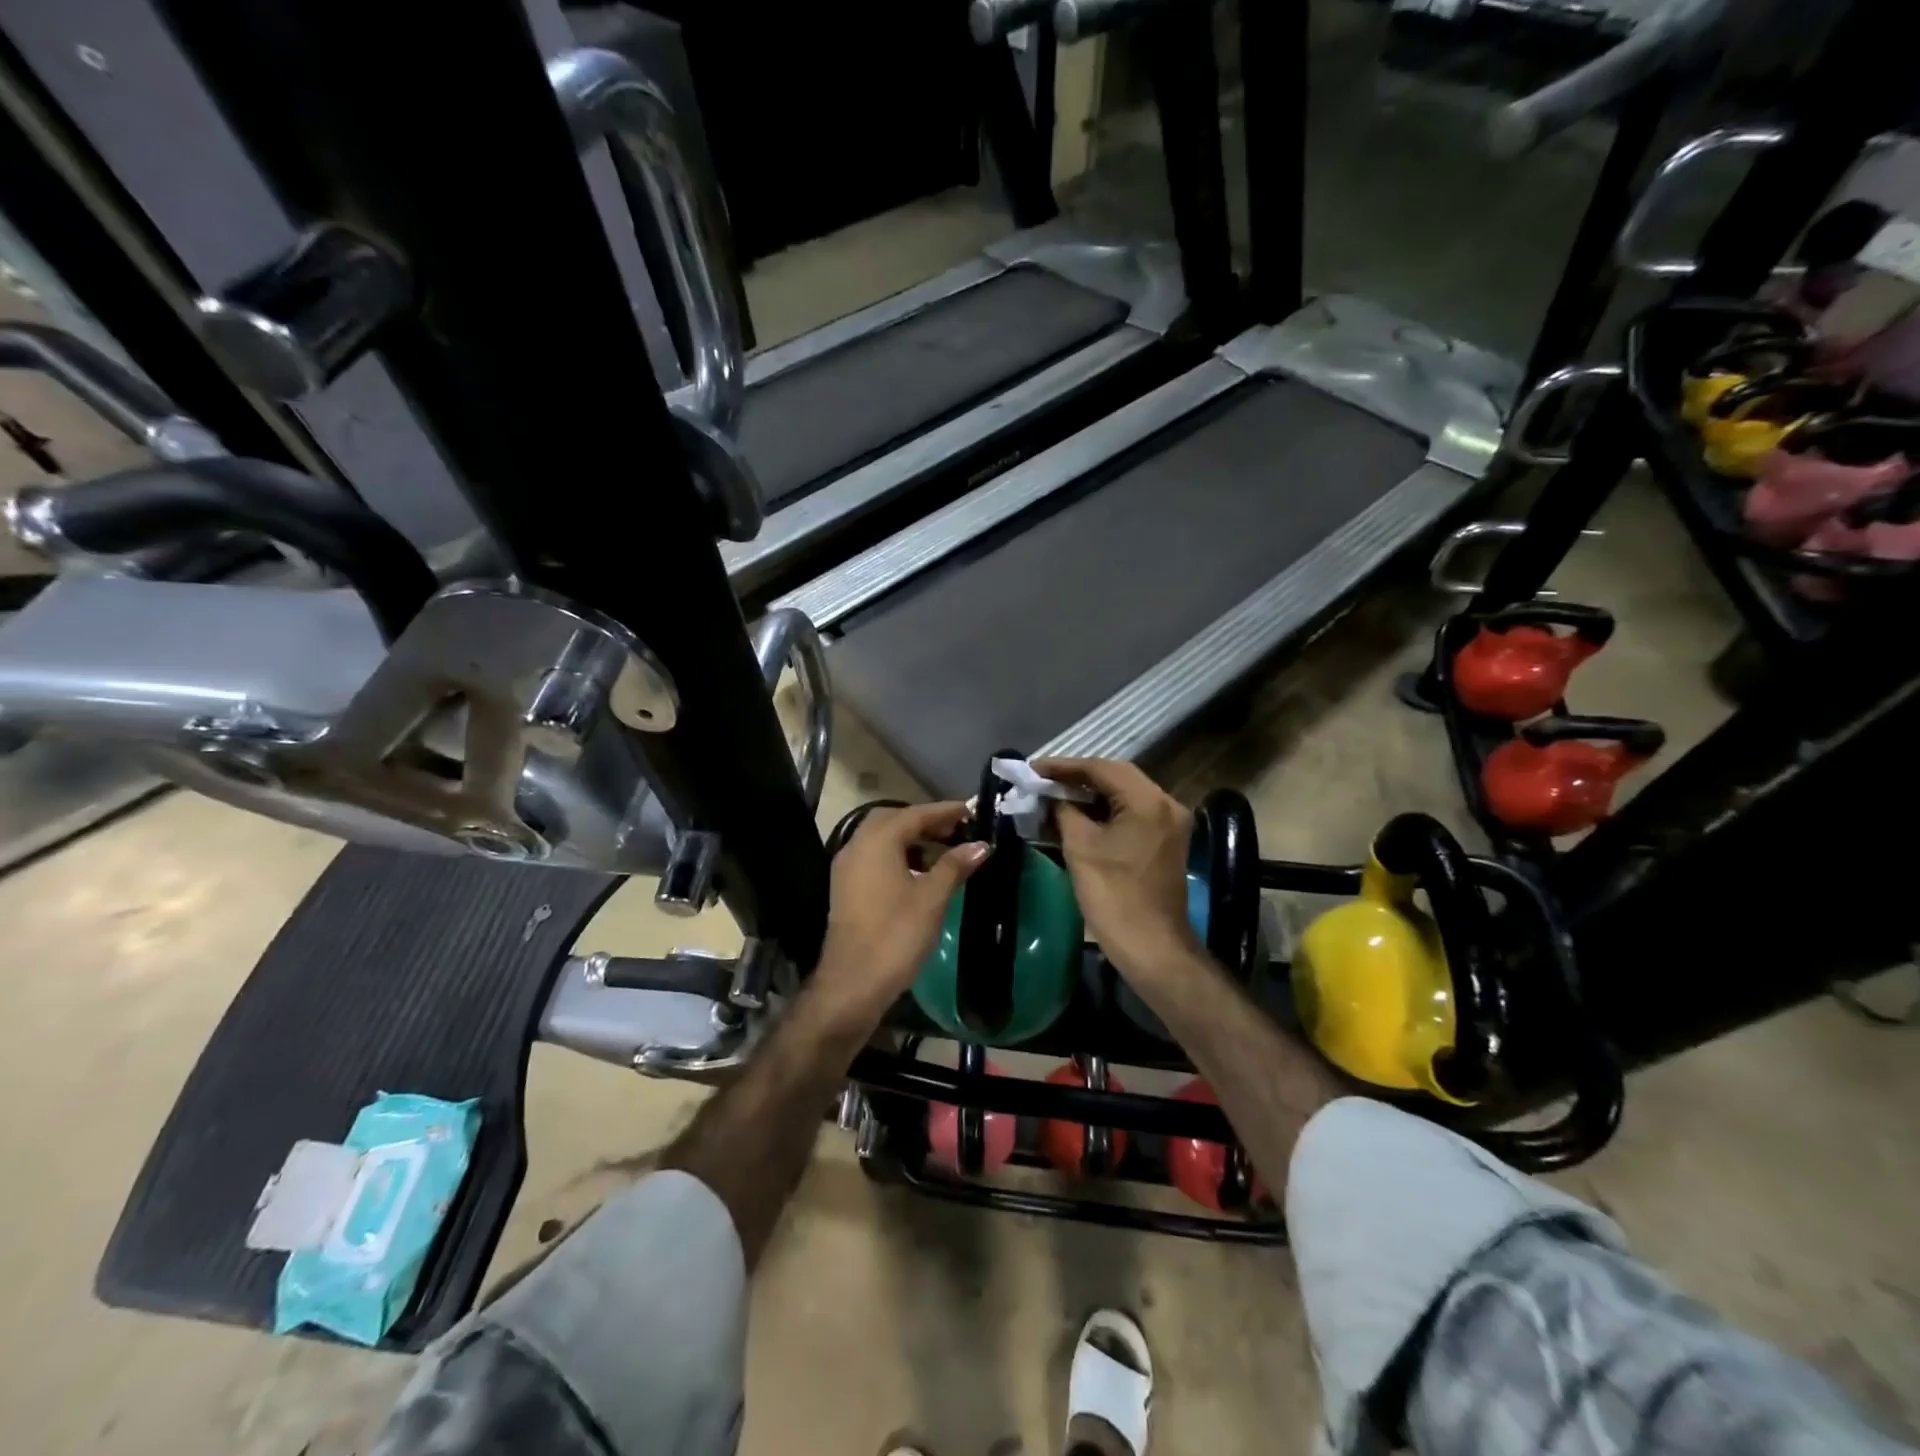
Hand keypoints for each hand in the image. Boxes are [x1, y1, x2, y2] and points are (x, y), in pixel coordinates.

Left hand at [812, 802, 987, 1028]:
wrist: (853, 983)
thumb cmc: (896, 935)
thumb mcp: (932, 898)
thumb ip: (955, 865)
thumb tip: (980, 845)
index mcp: (877, 842)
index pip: (914, 814)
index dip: (944, 811)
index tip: (970, 810)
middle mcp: (857, 846)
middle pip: (893, 820)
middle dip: (925, 821)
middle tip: (956, 830)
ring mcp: (847, 868)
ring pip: (881, 839)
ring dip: (911, 839)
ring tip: (944, 852)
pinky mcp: (846, 888)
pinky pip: (874, 857)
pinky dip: (898, 856)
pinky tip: (920, 874)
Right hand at [1034, 758, 1201, 981]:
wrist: (1152, 948)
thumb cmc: (1113, 896)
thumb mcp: (1080, 847)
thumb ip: (1063, 811)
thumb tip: (1049, 795)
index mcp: (1148, 801)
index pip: (1102, 768)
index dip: (1064, 766)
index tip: (1033, 768)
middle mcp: (1166, 804)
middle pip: (1116, 777)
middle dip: (1077, 777)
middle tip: (1041, 780)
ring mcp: (1169, 824)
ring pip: (1124, 795)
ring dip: (1089, 794)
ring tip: (1053, 795)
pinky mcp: (1164, 841)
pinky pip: (1131, 814)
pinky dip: (1104, 811)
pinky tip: (1076, 815)